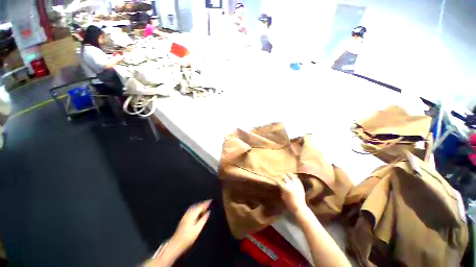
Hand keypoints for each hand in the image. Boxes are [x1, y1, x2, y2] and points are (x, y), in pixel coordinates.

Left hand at [171, 200, 210, 249]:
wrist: (175, 244)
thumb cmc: (188, 238)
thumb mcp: (197, 229)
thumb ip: (203, 219)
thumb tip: (208, 212)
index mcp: (192, 214)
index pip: (200, 206)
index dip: (206, 203)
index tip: (211, 200)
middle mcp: (188, 213)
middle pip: (197, 205)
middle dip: (203, 203)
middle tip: (209, 203)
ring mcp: (185, 215)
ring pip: (194, 207)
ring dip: (199, 205)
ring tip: (205, 206)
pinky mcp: (184, 218)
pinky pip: (191, 209)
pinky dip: (196, 208)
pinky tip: (198, 210)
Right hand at [277, 174, 306, 214]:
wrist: (300, 207)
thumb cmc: (290, 204)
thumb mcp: (283, 197)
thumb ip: (282, 189)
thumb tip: (280, 185)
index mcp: (286, 188)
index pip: (279, 181)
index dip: (277, 181)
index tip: (276, 181)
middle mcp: (291, 185)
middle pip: (285, 177)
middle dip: (282, 177)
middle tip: (281, 177)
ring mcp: (296, 184)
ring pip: (291, 176)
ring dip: (288, 175)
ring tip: (287, 174)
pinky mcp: (300, 185)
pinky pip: (297, 179)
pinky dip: (295, 177)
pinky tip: (293, 176)